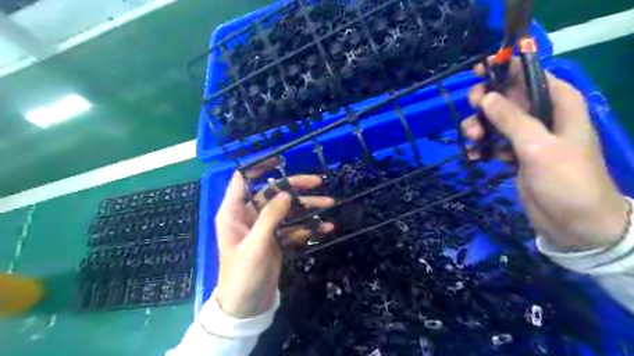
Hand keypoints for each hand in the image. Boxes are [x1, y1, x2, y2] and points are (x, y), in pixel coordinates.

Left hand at [214, 160, 332, 317]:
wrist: (247, 306)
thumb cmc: (243, 275)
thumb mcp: (256, 246)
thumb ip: (270, 217)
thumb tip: (287, 193)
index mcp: (234, 212)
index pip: (243, 179)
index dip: (259, 166)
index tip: (280, 158)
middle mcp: (249, 215)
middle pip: (274, 192)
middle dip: (296, 187)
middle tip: (318, 182)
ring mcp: (265, 227)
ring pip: (288, 209)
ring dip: (308, 207)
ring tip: (329, 205)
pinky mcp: (276, 239)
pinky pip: (294, 227)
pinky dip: (309, 227)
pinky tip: (325, 228)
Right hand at [461, 57, 627, 249]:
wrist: (573, 223)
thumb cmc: (566, 180)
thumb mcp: (539, 146)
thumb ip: (512, 120)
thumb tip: (486, 97)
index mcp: (558, 104)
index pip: (530, 75)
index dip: (506, 69)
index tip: (479, 70)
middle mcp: (542, 116)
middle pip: (506, 97)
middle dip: (485, 104)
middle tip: (473, 114)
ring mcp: (526, 137)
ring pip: (494, 121)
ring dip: (479, 128)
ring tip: (473, 142)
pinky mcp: (515, 155)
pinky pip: (492, 143)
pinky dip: (481, 148)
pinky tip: (474, 156)